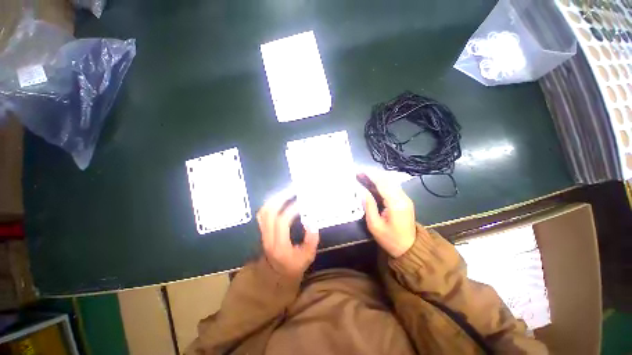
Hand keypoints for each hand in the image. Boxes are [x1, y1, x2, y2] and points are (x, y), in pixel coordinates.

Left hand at [257, 191, 319, 277]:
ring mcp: (263, 233)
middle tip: (293, 190)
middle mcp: (268, 238)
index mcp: (279, 246)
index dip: (291, 209)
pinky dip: (271, 203)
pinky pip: (263, 213)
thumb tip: (312, 222)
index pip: (282, 222)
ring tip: (287, 191)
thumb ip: (311, 240)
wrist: (276, 274)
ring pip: (264, 211)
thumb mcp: (307, 257)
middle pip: (269, 213)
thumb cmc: (294, 266)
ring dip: (275, 199)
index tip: (302, 202)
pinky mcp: (263, 230)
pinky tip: (280, 199)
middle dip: (281, 198)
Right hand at [359, 173, 416, 257]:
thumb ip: (369, 206)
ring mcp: (405, 198)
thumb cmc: (390, 239)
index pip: (383, 184)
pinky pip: (392, 186)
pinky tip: (371, 184)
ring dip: (376, 177)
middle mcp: (403, 197)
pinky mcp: (404, 199)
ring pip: (390, 181)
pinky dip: (381, 183)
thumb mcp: (375, 225)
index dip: (370, 176)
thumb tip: (362, 191)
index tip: (359, 171)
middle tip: (358, 173)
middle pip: (387, 180)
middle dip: (372, 175)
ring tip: (363, 177)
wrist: (409, 248)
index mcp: (396, 204)